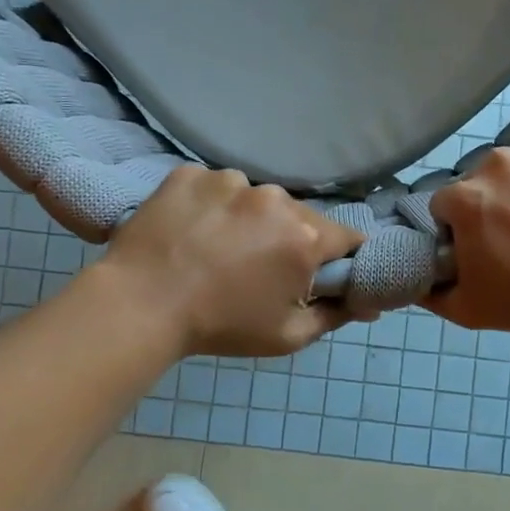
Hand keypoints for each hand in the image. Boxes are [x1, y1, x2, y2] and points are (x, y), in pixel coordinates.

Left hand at [102, 167, 362, 356]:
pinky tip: (190, 233)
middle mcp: (274, 198)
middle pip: (298, 216)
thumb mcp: (287, 336)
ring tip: (217, 250)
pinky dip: (210, 206)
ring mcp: (229, 180)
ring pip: (255, 199)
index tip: (318, 274)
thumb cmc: (221, 326)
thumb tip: (370, 303)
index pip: (346, 237)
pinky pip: (214, 188)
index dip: (337, 258)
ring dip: (248, 220)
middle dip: (288, 239)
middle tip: (258, 270)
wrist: (139, 306)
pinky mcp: (190, 174)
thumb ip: (336, 316)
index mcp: (304, 236)